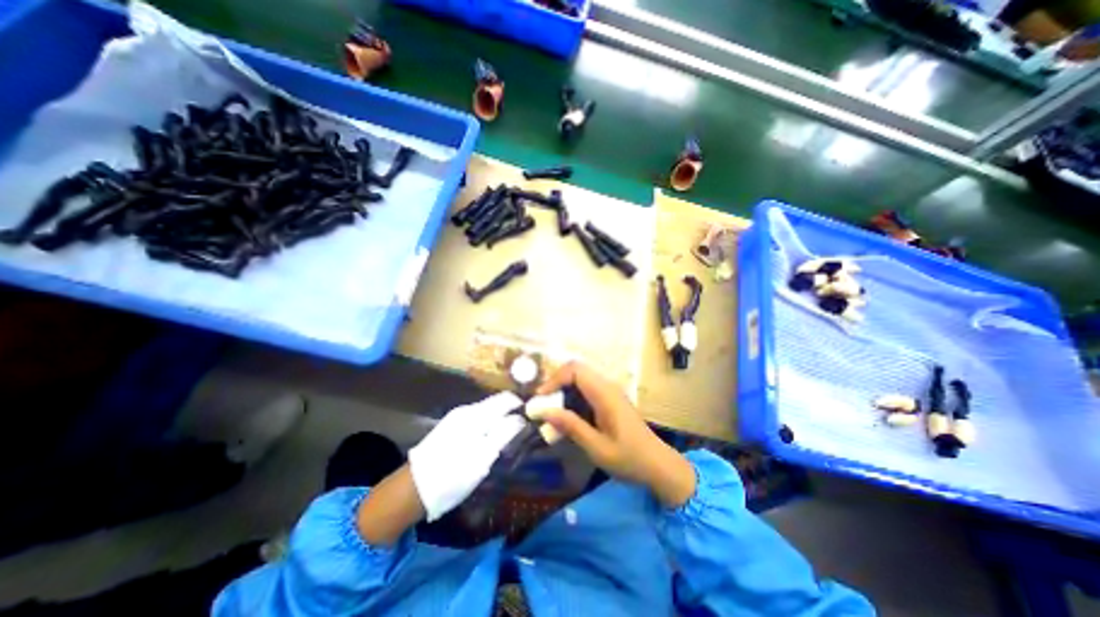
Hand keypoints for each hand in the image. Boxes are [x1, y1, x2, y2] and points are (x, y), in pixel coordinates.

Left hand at [408, 390, 526, 519]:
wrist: (413, 489)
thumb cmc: (453, 475)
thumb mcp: (483, 457)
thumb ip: (504, 433)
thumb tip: (521, 418)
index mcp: (476, 414)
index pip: (506, 399)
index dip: (522, 406)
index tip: (533, 419)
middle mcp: (467, 409)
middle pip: (497, 403)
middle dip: (512, 413)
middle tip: (523, 432)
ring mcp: (457, 417)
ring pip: (487, 411)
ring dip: (500, 419)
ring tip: (509, 438)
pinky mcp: (451, 426)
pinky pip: (477, 419)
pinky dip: (488, 425)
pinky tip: (489, 440)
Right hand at [534, 361, 695, 506]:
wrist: (658, 465)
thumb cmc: (629, 459)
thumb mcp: (597, 448)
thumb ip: (571, 427)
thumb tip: (544, 411)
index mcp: (605, 394)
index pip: (575, 370)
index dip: (554, 379)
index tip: (540, 398)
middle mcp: (607, 386)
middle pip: (576, 370)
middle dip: (556, 382)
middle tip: (543, 403)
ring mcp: (610, 391)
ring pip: (580, 378)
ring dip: (563, 390)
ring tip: (551, 410)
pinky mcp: (610, 399)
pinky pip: (587, 389)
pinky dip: (572, 396)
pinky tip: (568, 416)